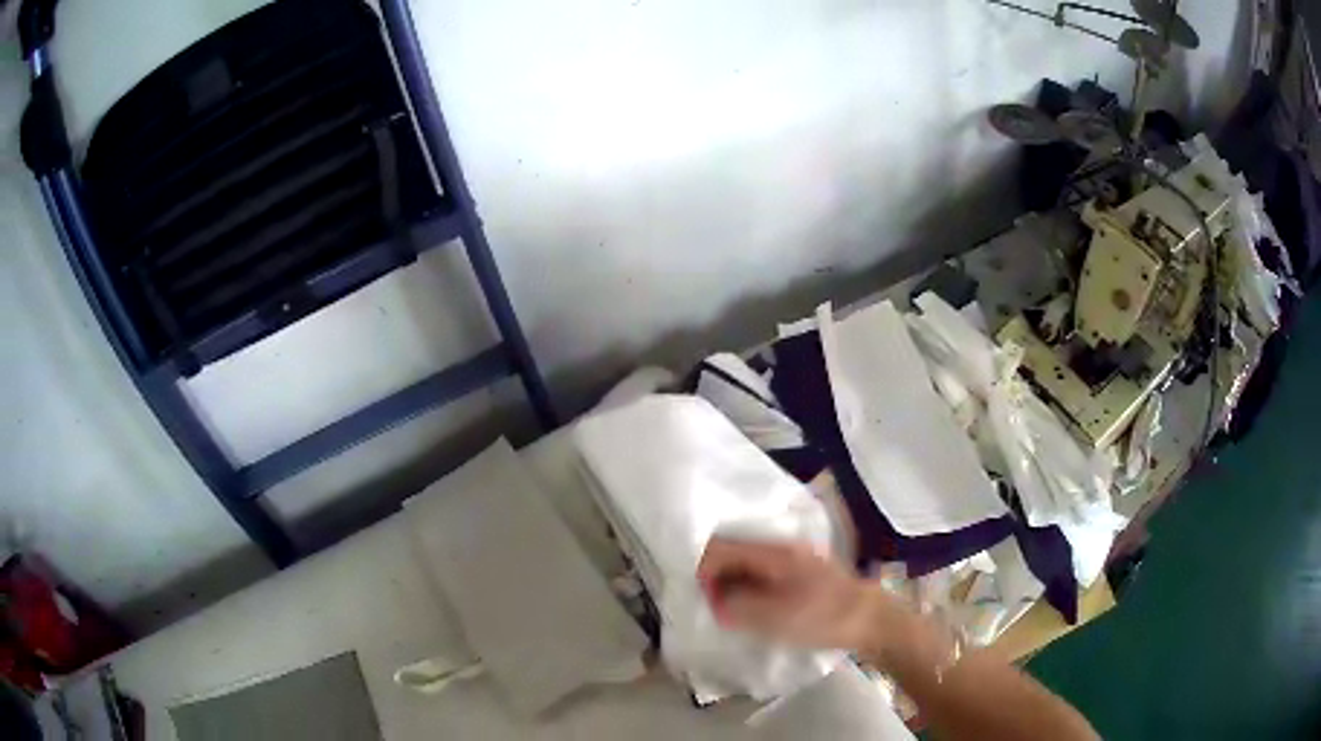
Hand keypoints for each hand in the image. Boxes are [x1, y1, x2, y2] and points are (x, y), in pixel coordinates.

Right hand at [697, 537, 901, 654]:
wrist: (870, 619)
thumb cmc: (821, 618)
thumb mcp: (772, 617)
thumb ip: (736, 605)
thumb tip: (716, 598)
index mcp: (771, 553)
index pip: (720, 549)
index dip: (703, 571)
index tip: (700, 597)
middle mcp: (781, 547)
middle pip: (733, 551)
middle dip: (716, 576)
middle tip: (712, 605)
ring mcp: (794, 557)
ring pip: (749, 562)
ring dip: (733, 582)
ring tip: (730, 609)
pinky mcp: (803, 571)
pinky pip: (764, 572)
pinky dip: (751, 586)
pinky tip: (754, 606)